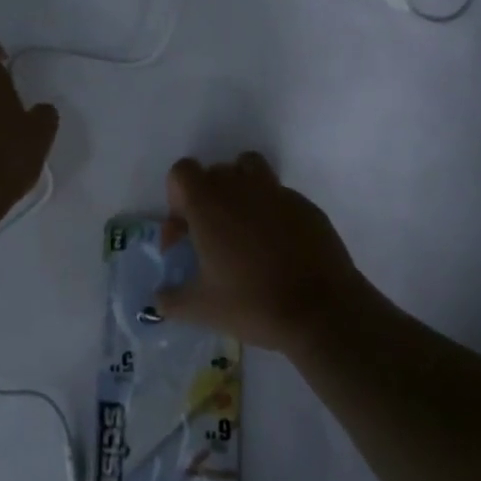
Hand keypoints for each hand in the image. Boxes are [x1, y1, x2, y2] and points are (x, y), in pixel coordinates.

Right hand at [153, 153, 370, 352]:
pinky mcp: (305, 205)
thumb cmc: (253, 302)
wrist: (322, 310)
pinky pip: (278, 196)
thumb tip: (159, 299)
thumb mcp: (202, 309)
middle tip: (211, 240)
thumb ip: (172, 299)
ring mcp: (276, 192)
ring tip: (243, 230)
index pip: (182, 171)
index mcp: (209, 203)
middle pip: (214, 172)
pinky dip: (271, 212)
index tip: (186, 233)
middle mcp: (240, 186)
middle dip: (206, 199)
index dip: (176, 197)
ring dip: (239, 191)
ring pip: (248, 170)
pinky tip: (277, 248)